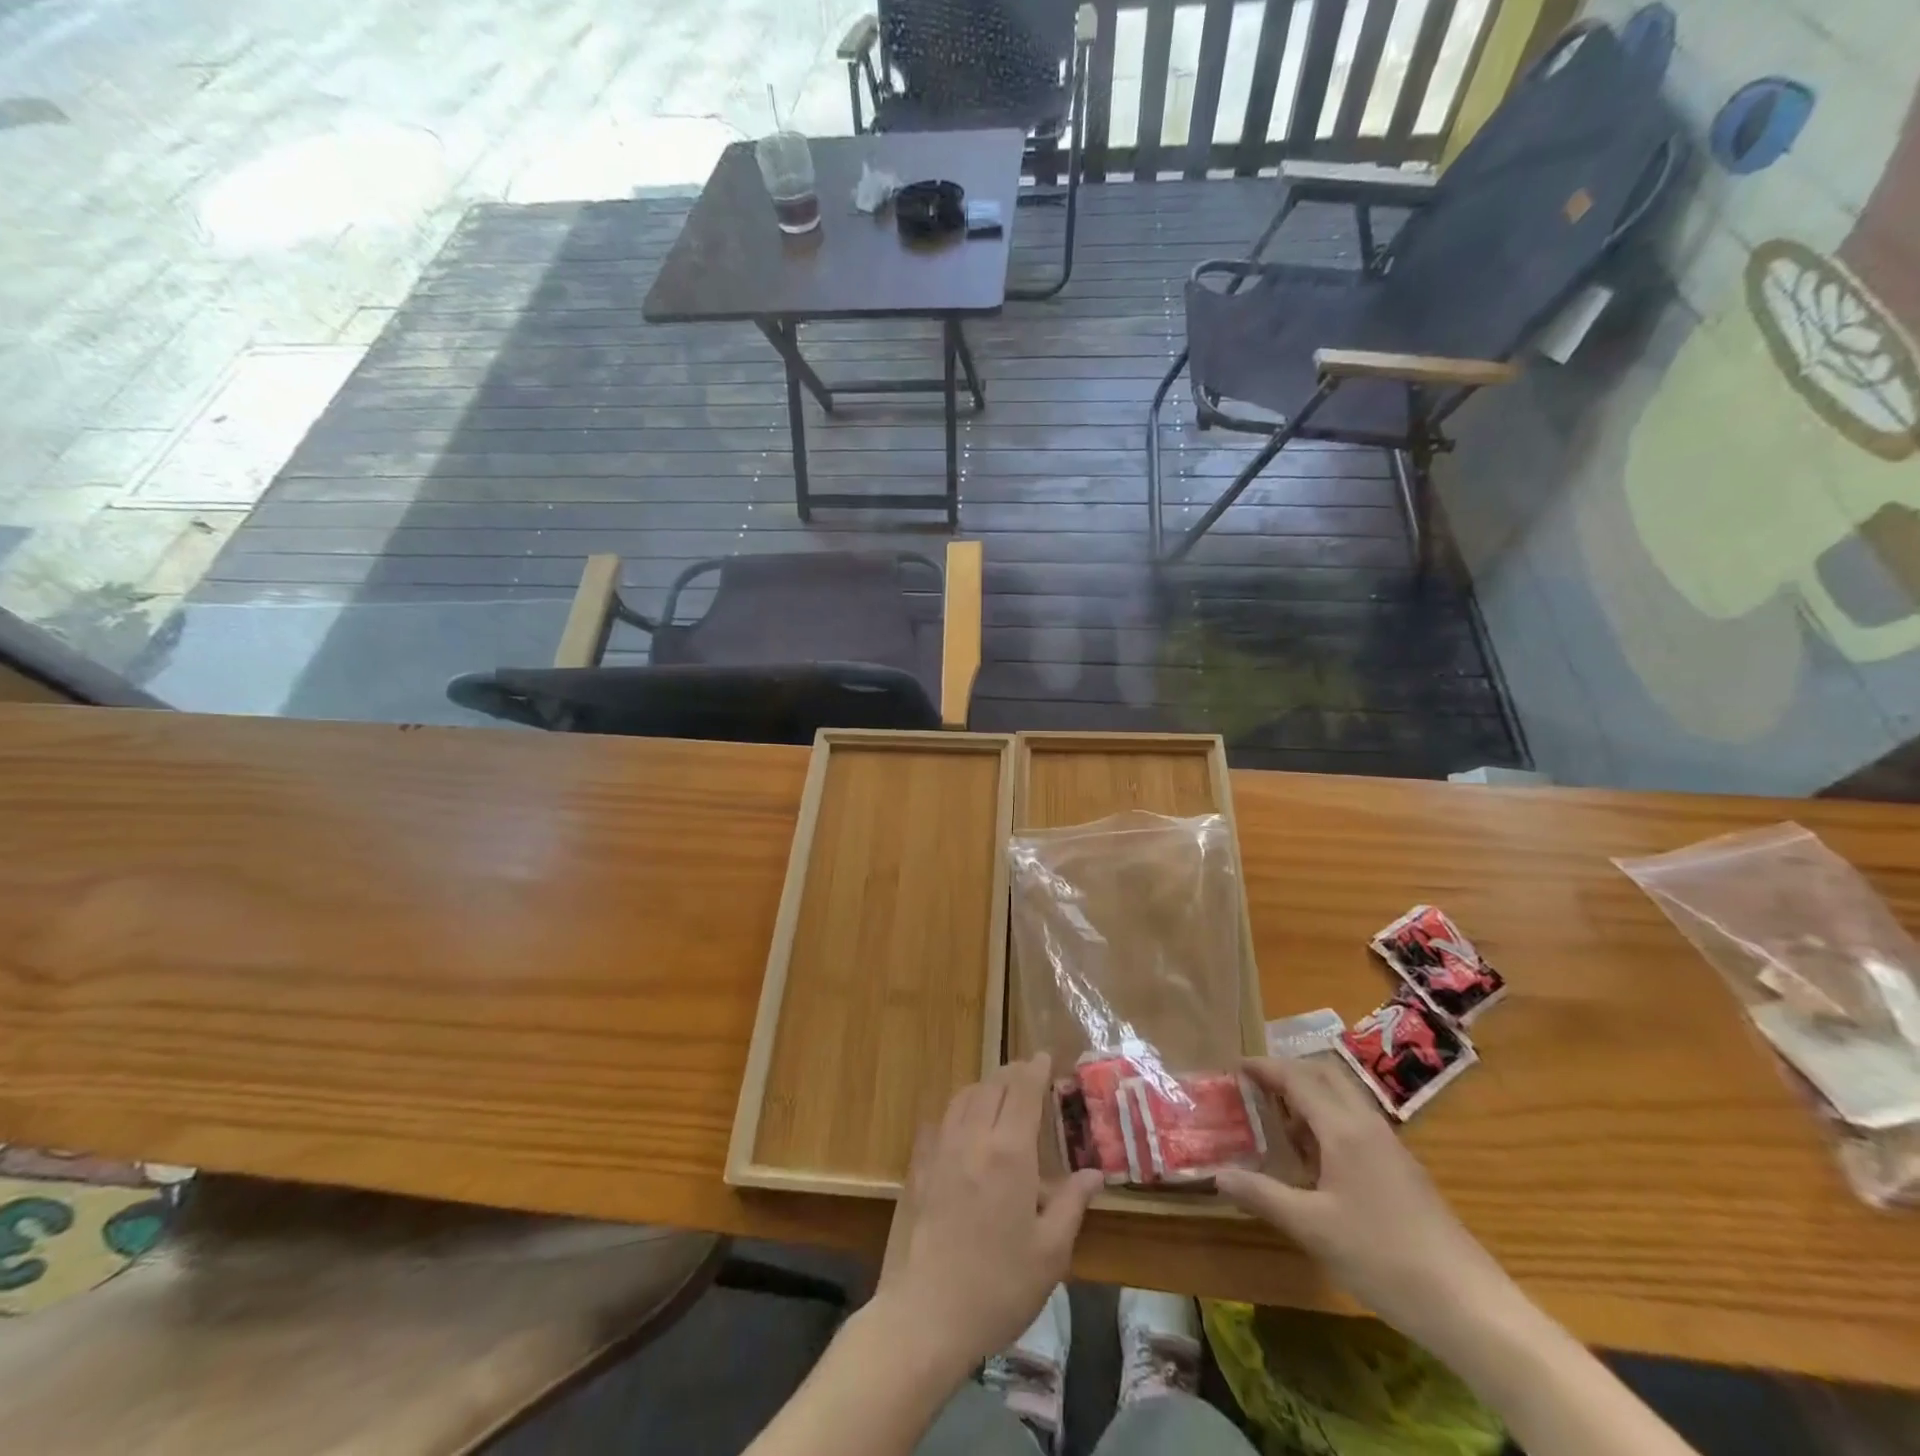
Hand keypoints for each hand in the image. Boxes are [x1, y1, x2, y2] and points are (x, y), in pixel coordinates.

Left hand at [870, 1054, 1103, 1377]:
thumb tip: (1093, 1174)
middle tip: (1027, 1076)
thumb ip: (1071, 1205)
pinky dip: (956, 1112)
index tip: (1044, 1056)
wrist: (925, 1315)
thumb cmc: (998, 1287)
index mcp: (1010, 1152)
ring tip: (998, 1095)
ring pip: (963, 1098)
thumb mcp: (1050, 1253)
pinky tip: (960, 1127)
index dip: (1034, 1068)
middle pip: (992, 1085)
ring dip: (984, 1087)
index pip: (1023, 1090)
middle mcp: (973, 1137)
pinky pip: (937, 1122)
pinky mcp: (917, 1168)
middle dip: (1012, 1074)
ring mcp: (940, 1150)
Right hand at [1215, 1055, 1516, 1348]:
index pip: (1297, 1078)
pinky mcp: (1404, 1172)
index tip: (1236, 1067)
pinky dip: (1329, 1122)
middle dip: (1289, 1072)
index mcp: (1344, 1129)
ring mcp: (1391, 1148)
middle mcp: (1368, 1126)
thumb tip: (1216, 1174)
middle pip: (1325, 1076)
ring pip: (1345, 1099)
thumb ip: (1262, 1195)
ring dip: (1311, 1098)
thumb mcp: (1312, 1229)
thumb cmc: (1383, 1258)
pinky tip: (1318, 1162)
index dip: (1265, 1068)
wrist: (1470, 1306)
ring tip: (1281, 1124)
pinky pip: (1358, 1125)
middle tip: (1257, 1088)